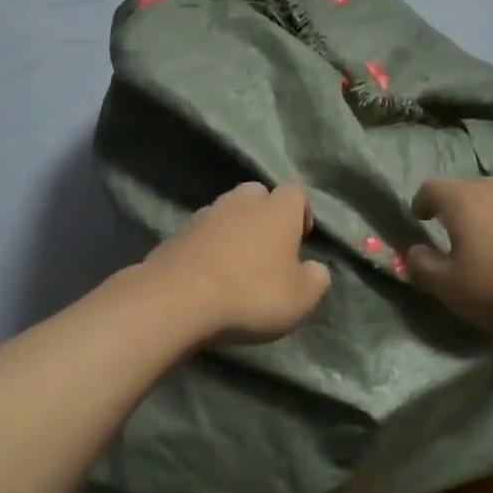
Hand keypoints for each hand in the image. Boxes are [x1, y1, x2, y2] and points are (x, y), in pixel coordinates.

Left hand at [144, 182, 331, 344]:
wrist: (178, 299)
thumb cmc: (251, 294)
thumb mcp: (301, 298)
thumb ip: (316, 278)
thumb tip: (314, 268)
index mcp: (277, 210)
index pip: (296, 193)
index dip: (301, 213)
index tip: (301, 240)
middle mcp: (242, 202)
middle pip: (258, 195)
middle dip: (265, 215)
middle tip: (268, 249)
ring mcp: (205, 214)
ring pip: (227, 211)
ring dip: (235, 230)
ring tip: (236, 264)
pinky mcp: (177, 233)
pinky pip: (202, 233)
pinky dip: (209, 246)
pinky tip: (209, 274)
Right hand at [405, 177, 492, 335]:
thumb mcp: (450, 287)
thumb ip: (423, 266)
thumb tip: (414, 251)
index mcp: (461, 199)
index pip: (430, 187)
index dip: (421, 202)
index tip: (419, 219)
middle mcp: (492, 188)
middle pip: (464, 190)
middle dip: (452, 209)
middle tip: (449, 234)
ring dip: (483, 217)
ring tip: (483, 244)